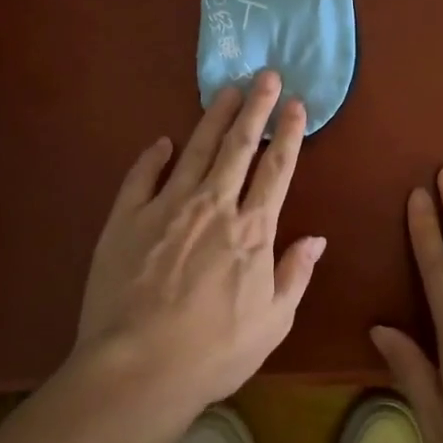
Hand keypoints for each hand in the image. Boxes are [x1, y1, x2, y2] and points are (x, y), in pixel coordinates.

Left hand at [74, 71, 325, 418]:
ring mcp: (167, 207)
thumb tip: (316, 238)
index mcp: (252, 230)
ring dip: (213, 117)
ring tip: (226, 90)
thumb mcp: (273, 322)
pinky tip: (162, 142)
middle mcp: (213, 206)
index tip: (297, 104)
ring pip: (196, 150)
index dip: (289, 133)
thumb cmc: (214, 352)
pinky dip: (153, 156)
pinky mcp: (126, 218)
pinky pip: (142, 176)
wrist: (138, 367)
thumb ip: (295, 274)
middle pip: (239, 146)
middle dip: (255, 107)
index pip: (277, 169)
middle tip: (265, 75)